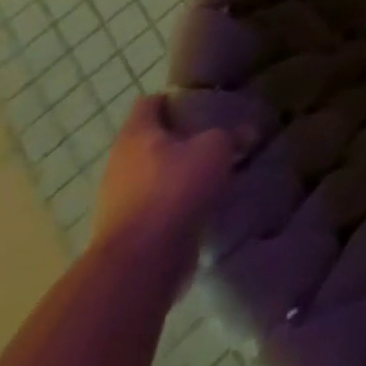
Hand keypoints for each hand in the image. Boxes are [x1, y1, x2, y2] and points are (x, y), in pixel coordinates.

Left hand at [92, 96, 238, 283]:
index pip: (151, 102)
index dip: (176, 99)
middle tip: (215, 137)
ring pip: (153, 176)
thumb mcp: (216, 149)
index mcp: (136, 134)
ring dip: (178, 175)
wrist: (140, 265)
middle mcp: (120, 164)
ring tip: (213, 173)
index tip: (203, 104)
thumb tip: (248, 130)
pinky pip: (155, 208)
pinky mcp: (126, 234)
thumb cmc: (174, 190)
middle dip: (181, 140)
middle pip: (152, 141)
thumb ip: (231, 135)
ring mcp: (118, 202)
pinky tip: (201, 207)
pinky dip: (175, 206)